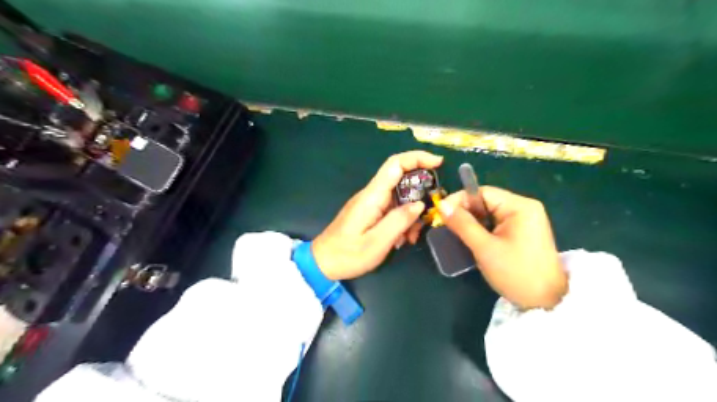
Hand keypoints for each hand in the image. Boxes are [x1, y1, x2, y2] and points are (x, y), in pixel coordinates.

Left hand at [314, 151, 443, 279]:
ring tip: (411, 237)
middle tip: (429, 218)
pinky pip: (393, 210)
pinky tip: (402, 239)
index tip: (439, 163)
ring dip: (412, 214)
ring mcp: (372, 203)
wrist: (323, 263)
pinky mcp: (371, 212)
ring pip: (401, 198)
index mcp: (372, 196)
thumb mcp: (377, 242)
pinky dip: (403, 221)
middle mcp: (372, 195)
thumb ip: (399, 221)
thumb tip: (420, 204)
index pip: (395, 164)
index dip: (417, 158)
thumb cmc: (348, 254)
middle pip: (402, 181)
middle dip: (421, 196)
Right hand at [433, 186, 568, 308]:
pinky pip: (495, 224)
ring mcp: (524, 221)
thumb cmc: (516, 273)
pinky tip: (470, 239)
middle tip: (445, 225)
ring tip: (454, 233)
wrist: (547, 303)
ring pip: (488, 214)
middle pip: (485, 202)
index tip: (441, 213)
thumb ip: (462, 224)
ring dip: (471, 222)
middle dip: (464, 212)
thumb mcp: (485, 248)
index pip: (482, 192)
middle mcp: (523, 208)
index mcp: (520, 206)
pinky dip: (481, 230)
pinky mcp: (521, 233)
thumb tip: (441, 205)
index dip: (459, 200)